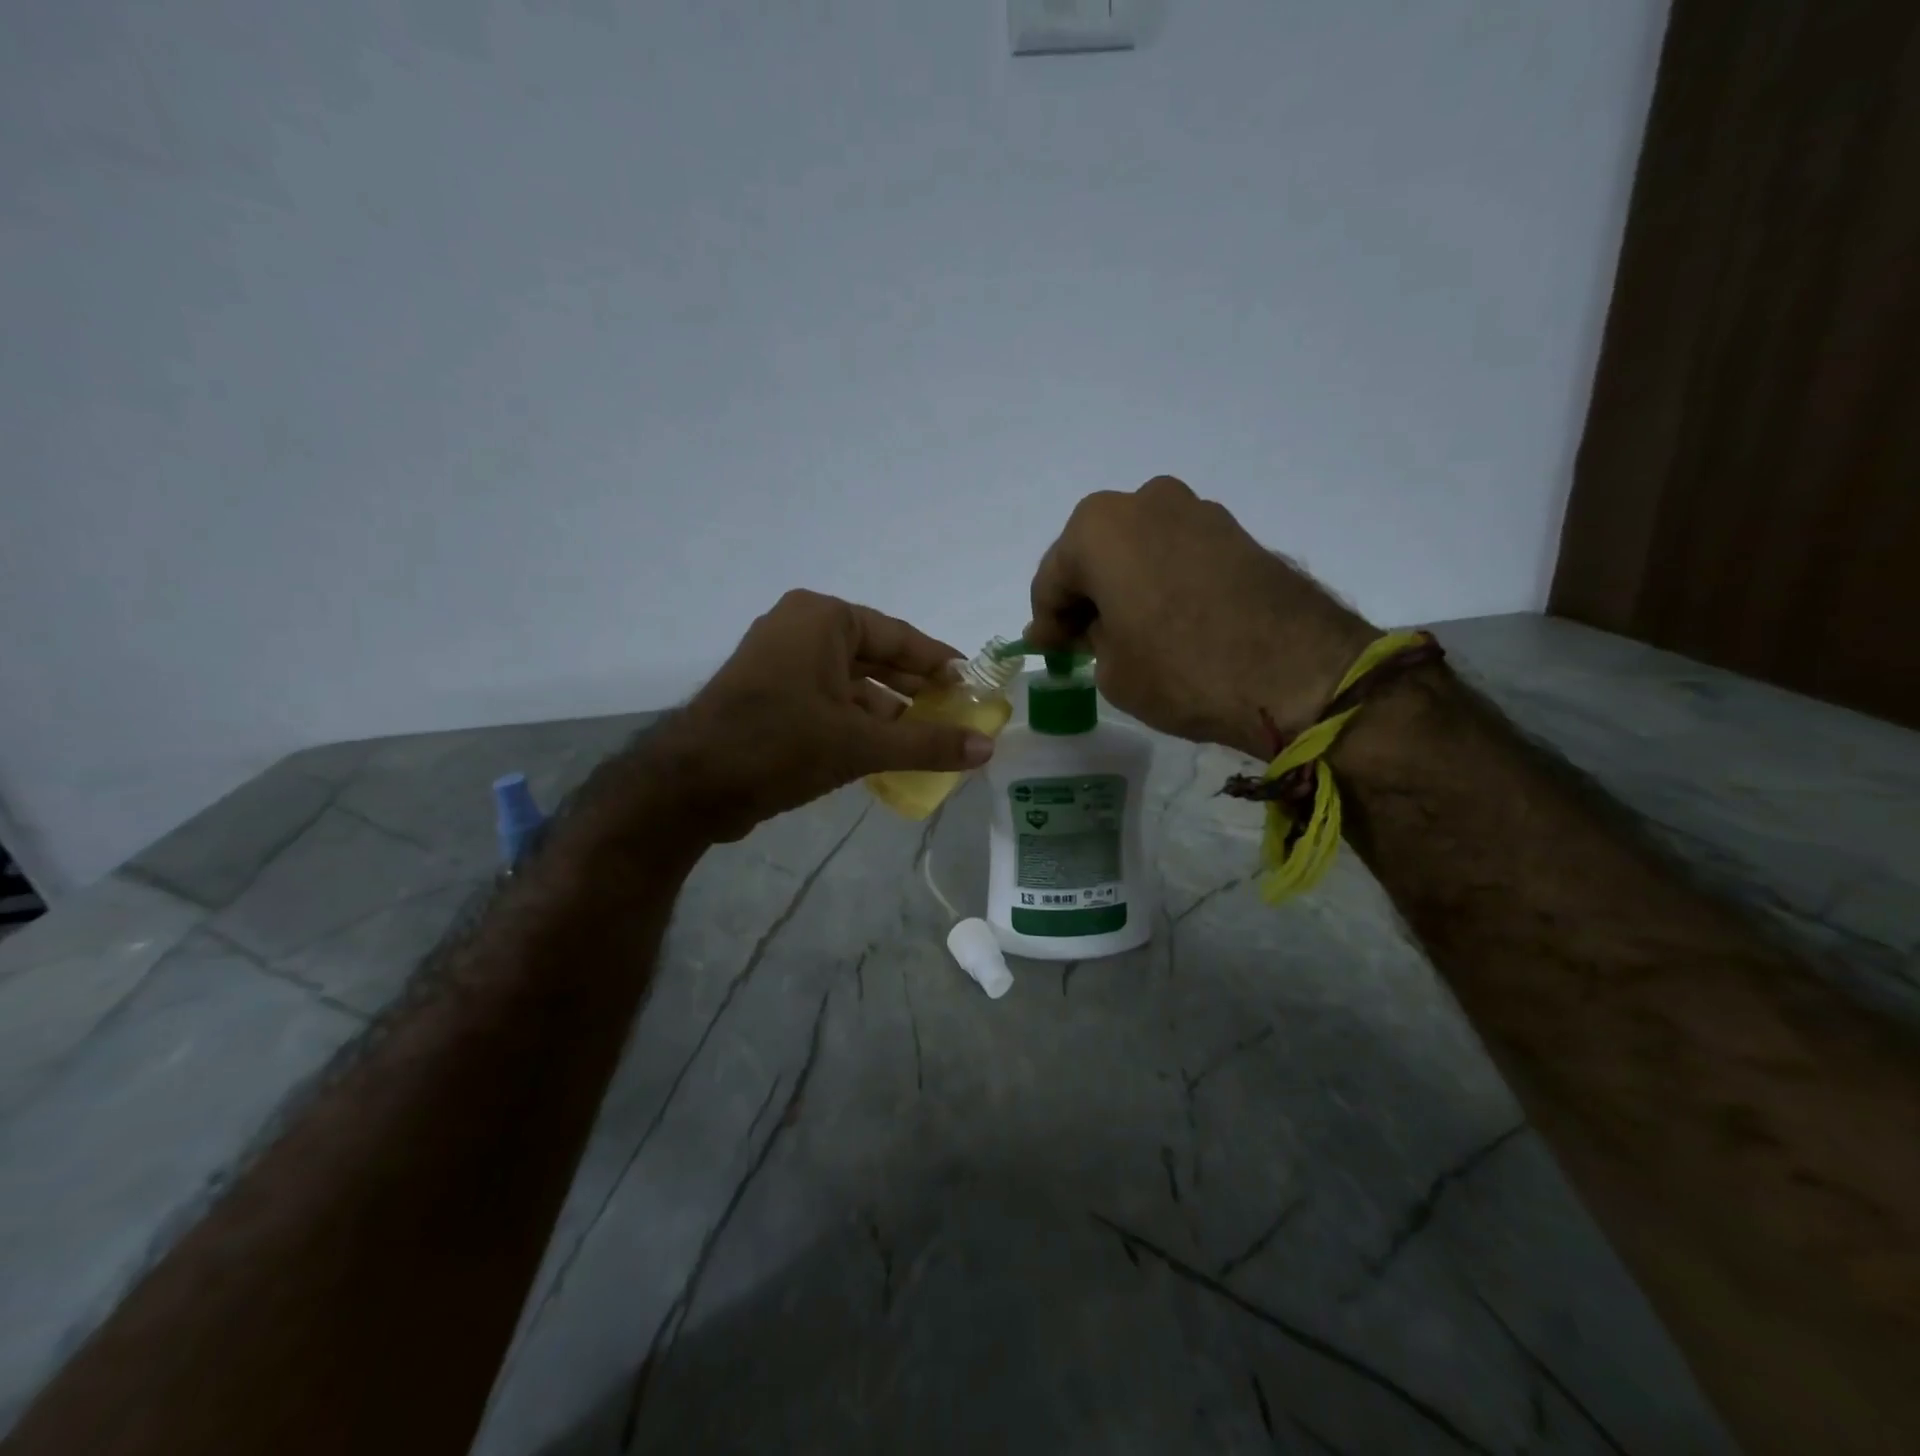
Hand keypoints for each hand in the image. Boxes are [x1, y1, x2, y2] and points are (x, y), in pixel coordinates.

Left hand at [638, 590, 994, 842]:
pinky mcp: (771, 696)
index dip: (941, 663)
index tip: (974, 685)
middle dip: (917, 690)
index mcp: (823, 619)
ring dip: (890, 713)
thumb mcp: (860, 744)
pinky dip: (859, 724)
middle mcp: (802, 630)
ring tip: (932, 740)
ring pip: (853, 684)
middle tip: (960, 716)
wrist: (690, 785)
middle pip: (877, 658)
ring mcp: (782, 663)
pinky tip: (890, 753)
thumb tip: (988, 747)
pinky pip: (830, 702)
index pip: (900, 636)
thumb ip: (927, 743)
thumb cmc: (780, 745)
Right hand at [1025, 476, 1375, 758]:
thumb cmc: (1181, 670)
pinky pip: (1177, 553)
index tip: (1050, 653)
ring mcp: (1197, 511)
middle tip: (1086, 642)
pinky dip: (1162, 581)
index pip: (1052, 579)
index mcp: (1098, 527)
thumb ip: (1087, 638)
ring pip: (1138, 549)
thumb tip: (1085, 628)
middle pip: (1095, 554)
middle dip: (1086, 596)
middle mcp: (1145, 501)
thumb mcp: (1112, 668)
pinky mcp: (1236, 531)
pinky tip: (1170, 620)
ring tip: (1132, 633)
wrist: (1298, 672)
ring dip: (1125, 586)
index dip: (1047, 622)